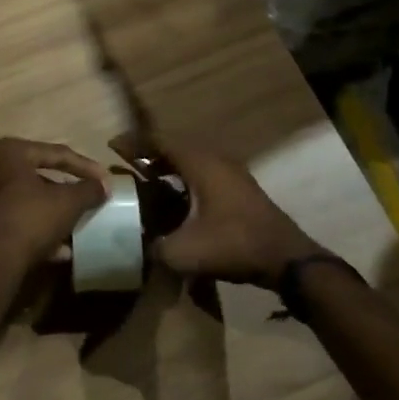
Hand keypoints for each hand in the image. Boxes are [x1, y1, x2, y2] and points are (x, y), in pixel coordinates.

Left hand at [0, 138, 110, 271]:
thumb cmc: (31, 217)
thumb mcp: (69, 202)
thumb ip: (89, 190)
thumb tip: (103, 187)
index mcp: (8, 152)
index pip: (55, 153)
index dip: (85, 167)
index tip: (105, 181)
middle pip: (35, 177)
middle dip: (63, 193)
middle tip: (84, 202)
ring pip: (23, 202)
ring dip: (48, 215)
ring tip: (72, 231)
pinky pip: (12, 223)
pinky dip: (33, 232)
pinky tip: (56, 251)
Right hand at [144, 142, 323, 287]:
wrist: (286, 258)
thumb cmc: (233, 245)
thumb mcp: (183, 252)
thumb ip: (154, 247)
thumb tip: (140, 245)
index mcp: (200, 163)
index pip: (160, 141)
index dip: (134, 143)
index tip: (111, 145)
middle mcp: (216, 159)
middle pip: (175, 147)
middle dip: (149, 153)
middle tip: (126, 161)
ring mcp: (232, 172)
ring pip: (191, 159)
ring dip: (168, 165)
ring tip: (146, 177)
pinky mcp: (240, 188)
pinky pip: (204, 172)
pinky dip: (184, 177)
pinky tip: (176, 197)